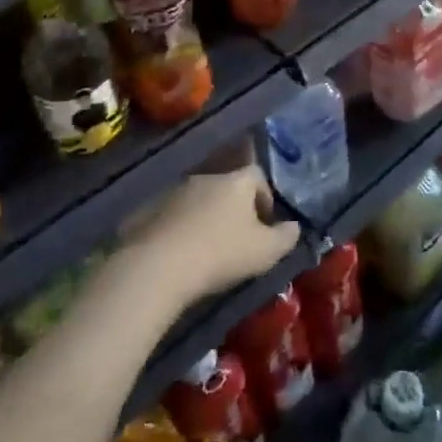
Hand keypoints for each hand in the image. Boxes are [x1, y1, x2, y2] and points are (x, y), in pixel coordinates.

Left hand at [115, 165, 301, 307]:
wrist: (157, 266)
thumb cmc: (220, 254)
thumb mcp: (265, 252)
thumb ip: (285, 237)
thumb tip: (294, 227)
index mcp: (237, 181)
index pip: (257, 176)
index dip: (264, 197)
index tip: (265, 223)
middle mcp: (206, 177)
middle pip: (226, 186)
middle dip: (233, 208)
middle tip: (236, 237)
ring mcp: (173, 191)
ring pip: (197, 200)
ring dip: (204, 217)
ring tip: (206, 248)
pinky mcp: (147, 210)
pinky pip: (170, 215)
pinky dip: (178, 228)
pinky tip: (178, 254)